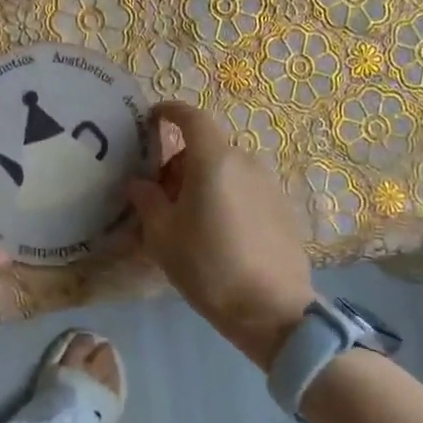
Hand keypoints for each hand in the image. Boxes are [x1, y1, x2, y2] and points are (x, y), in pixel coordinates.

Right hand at [126, 101, 313, 370]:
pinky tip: (218, 233)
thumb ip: (146, 200)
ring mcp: (268, 184)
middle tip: (161, 197)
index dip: (169, 112)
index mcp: (213, 160)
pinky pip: (244, 189)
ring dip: (203, 182)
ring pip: (226, 169)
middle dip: (179, 163)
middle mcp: (244, 162)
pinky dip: (225, 196)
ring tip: (189, 220)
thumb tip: (139, 183)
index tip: (152, 119)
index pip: (191, 117)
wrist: (272, 310)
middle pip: (206, 148)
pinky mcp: (283, 207)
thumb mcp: (162, 235)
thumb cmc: (208, 266)